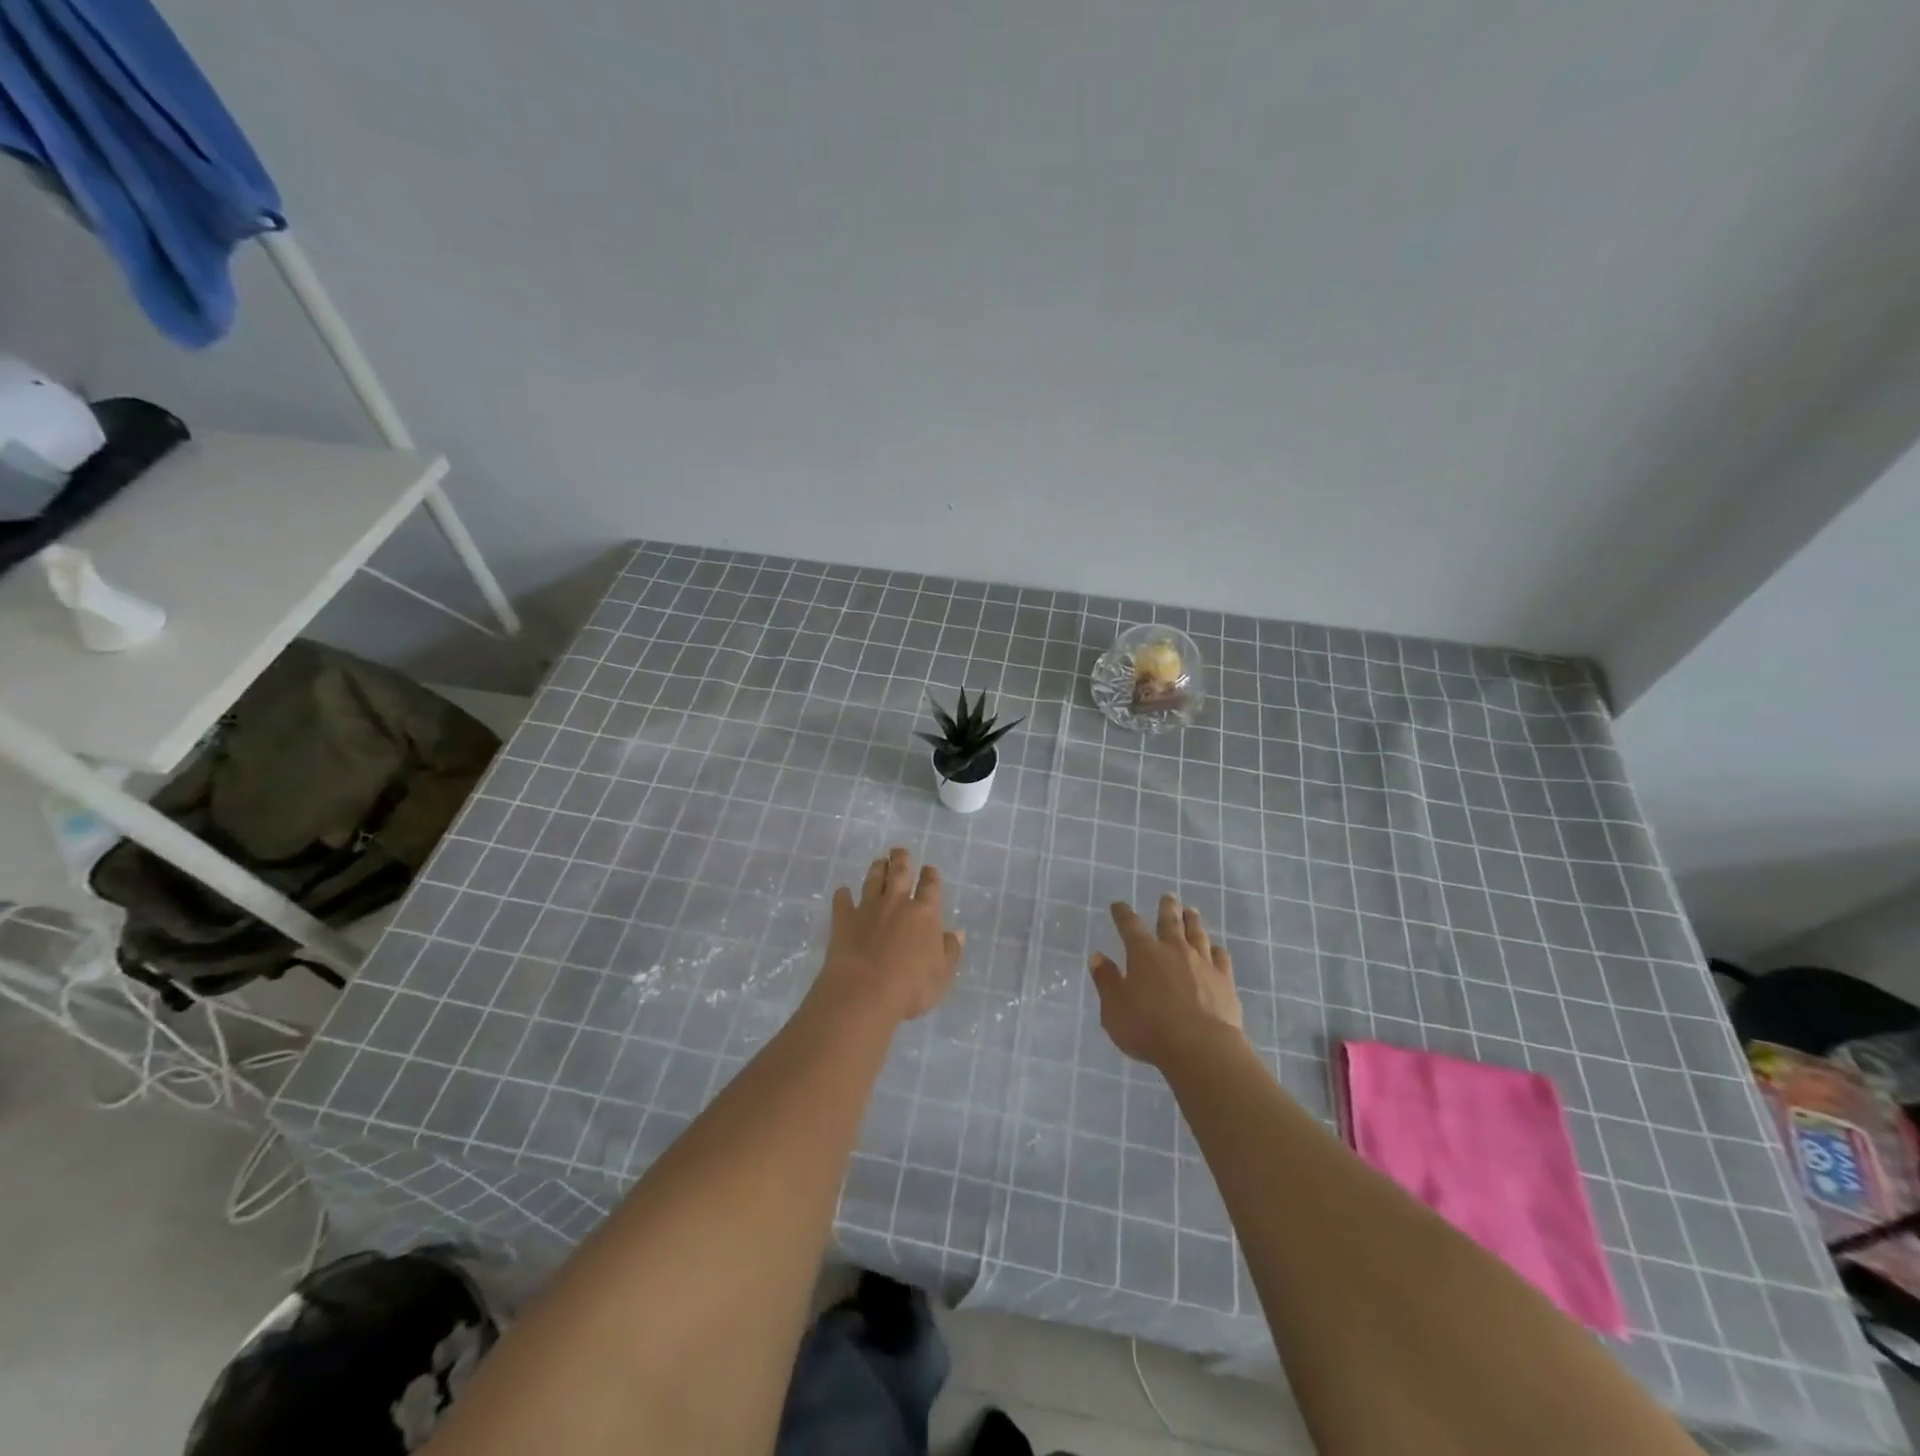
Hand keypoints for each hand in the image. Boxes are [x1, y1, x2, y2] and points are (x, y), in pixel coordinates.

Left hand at [813, 848, 964, 1022]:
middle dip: (901, 860)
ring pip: (873, 880)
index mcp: (925, 913)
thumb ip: (950, 950)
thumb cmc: (912, 987)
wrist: (864, 993)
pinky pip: (842, 901)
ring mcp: (868, 909)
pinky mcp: (843, 920)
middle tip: (900, 850)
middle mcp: (896, 903)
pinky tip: (843, 892)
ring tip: (879, 861)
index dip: (931, 876)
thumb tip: (957, 932)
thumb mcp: (943, 974)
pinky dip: (843, 895)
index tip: (929, 869)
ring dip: (876, 869)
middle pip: (900, 873)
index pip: (930, 886)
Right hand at [1088, 895, 1245, 1069]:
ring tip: (1191, 911)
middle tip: (1168, 896)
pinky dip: (1217, 950)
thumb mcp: (1115, 1009)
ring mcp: (1202, 963)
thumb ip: (1106, 982)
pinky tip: (1217, 949)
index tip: (1118, 905)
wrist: (1201, 1048)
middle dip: (1167, 908)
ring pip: (1197, 934)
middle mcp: (1173, 950)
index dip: (1122, 914)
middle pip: (1169, 922)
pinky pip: (1221, 957)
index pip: (1130, 925)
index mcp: (1143, 954)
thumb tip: (1097, 957)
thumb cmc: (1149, 1029)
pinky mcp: (1224, 980)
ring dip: (1192, 921)